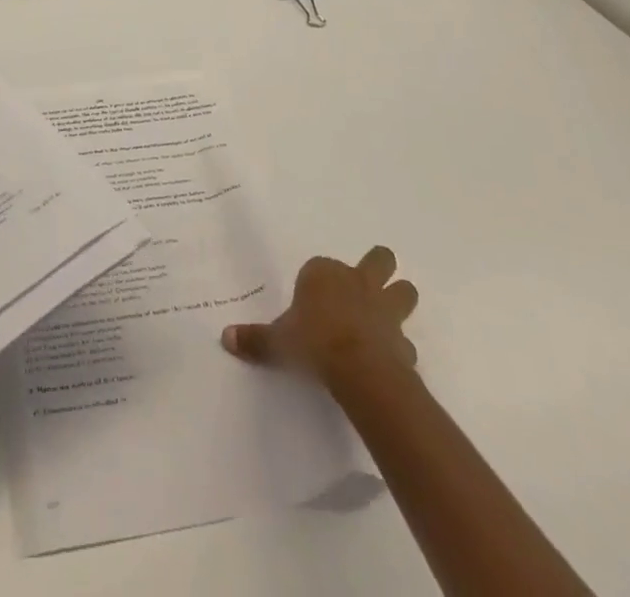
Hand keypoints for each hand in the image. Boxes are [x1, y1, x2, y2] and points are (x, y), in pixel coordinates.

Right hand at [222, 245, 418, 387]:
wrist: (359, 369)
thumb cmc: (313, 342)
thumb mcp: (277, 341)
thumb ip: (255, 339)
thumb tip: (225, 337)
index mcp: (324, 274)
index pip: (321, 266)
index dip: (319, 279)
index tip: (312, 297)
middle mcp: (358, 283)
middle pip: (379, 260)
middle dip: (378, 267)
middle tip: (370, 281)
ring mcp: (385, 310)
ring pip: (404, 291)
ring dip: (398, 299)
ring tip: (388, 314)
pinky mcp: (402, 341)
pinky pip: (404, 340)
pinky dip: (399, 346)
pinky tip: (390, 359)